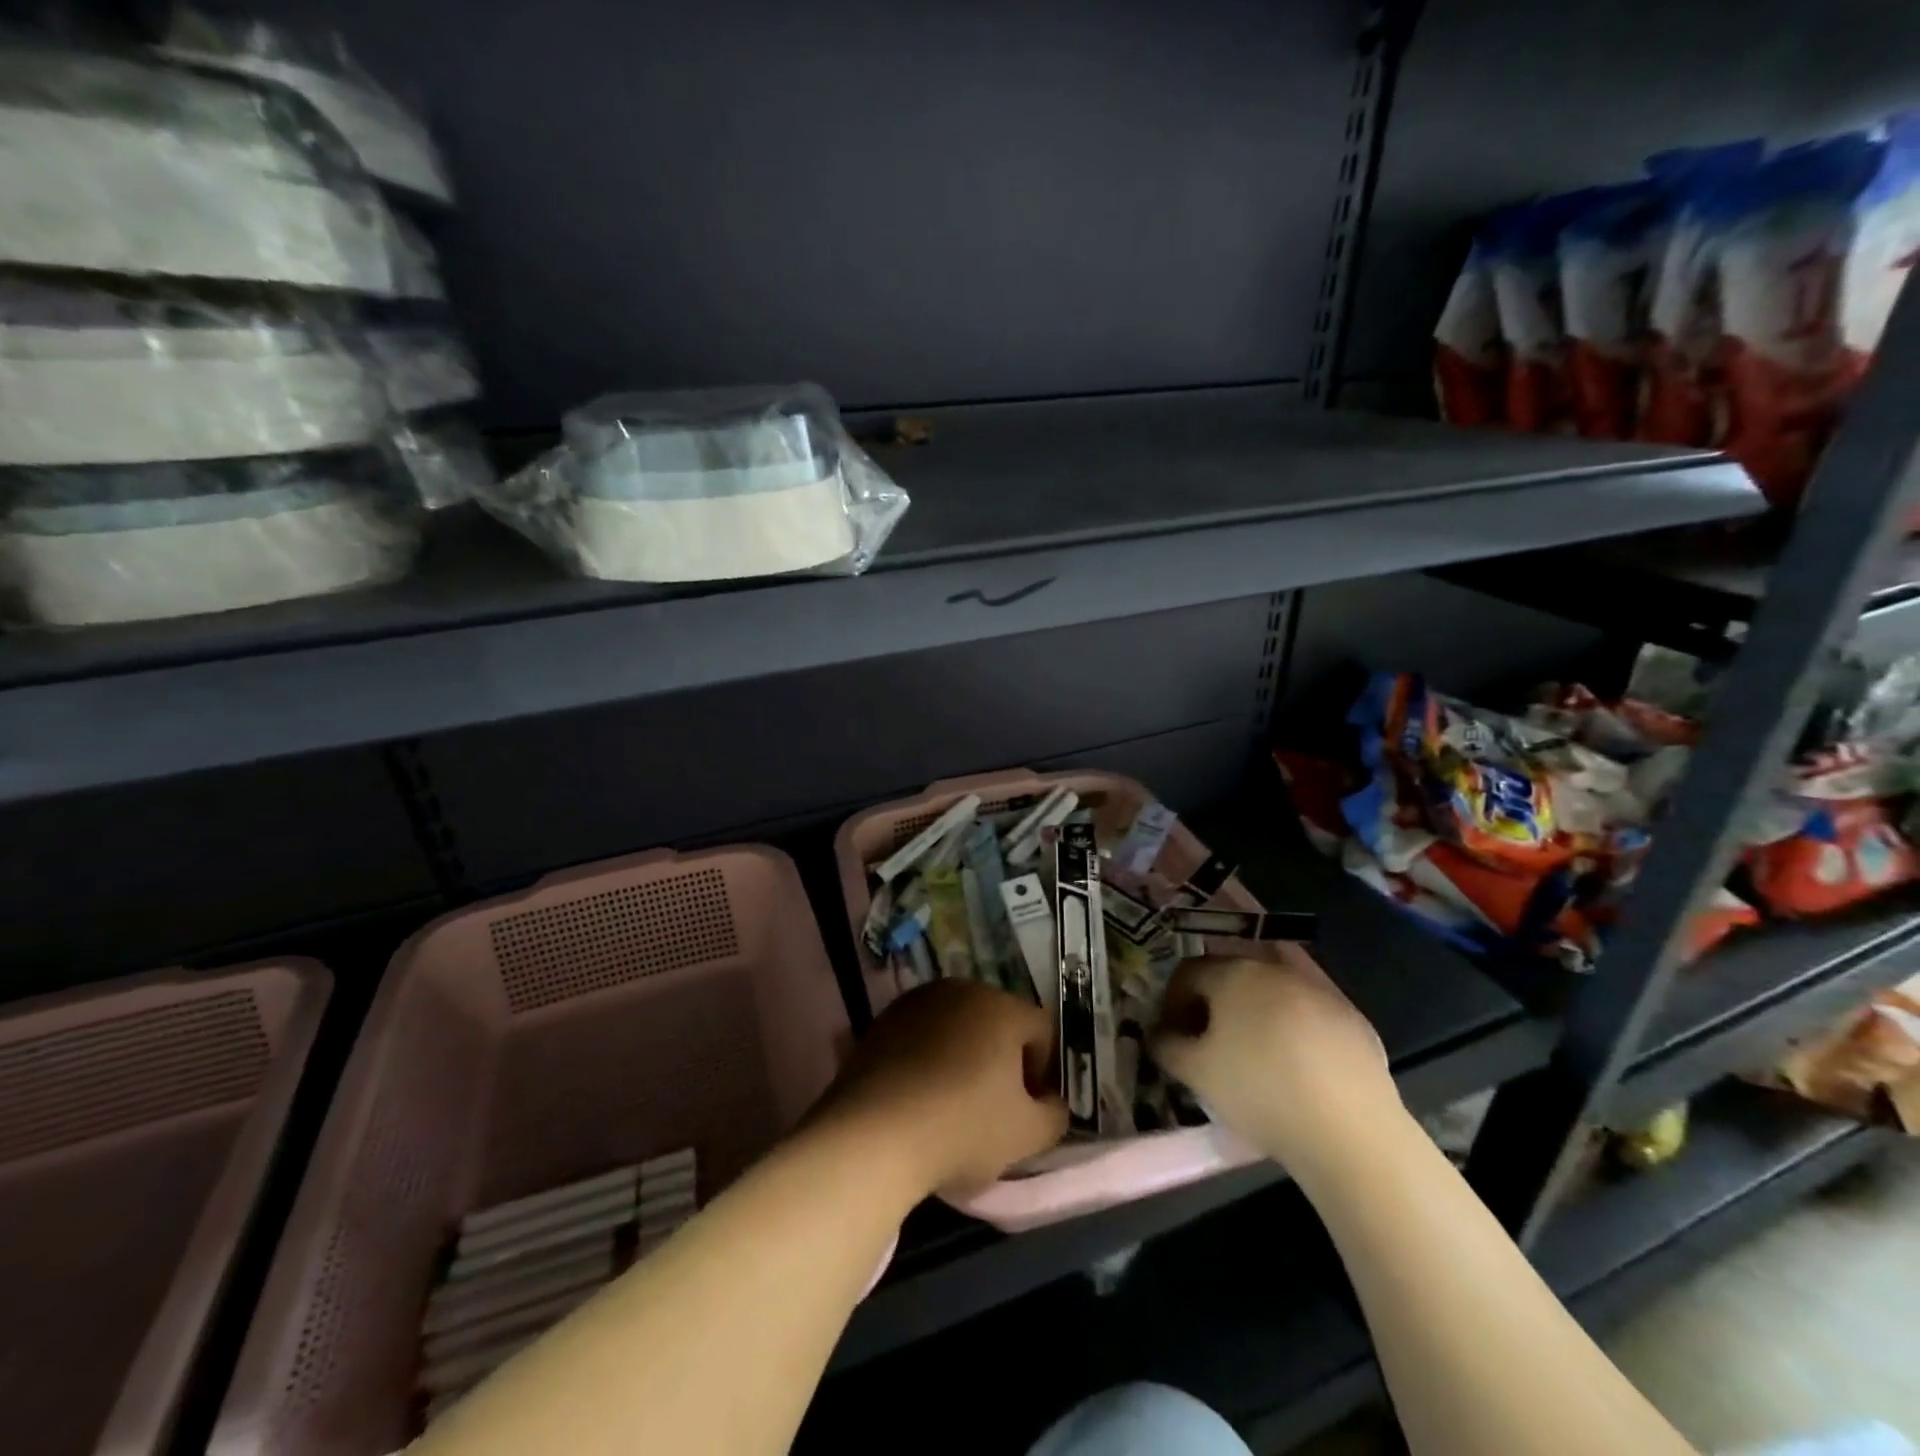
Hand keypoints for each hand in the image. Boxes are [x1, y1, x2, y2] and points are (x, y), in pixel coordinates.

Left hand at [814, 980, 1067, 1197]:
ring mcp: (917, 1002)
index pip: (1042, 1031)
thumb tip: (1051, 1103)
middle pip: (998, 1023)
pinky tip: (920, 1098)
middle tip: (996, 1108)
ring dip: (965, 1057)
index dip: (1044, 1072)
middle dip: (1004, 1060)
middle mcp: (961, 990)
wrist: (873, 1135)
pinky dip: (929, 1059)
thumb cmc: (963, 1129)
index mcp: (1002, 1006)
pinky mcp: (882, 1020)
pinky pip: (922, 1036)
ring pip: (958, 1027)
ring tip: (954, 1103)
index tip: (1030, 1110)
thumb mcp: (1028, 1135)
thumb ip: (1055, 1115)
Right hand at [1150, 950, 1399, 1173]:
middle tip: (1208, 1039)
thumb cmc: (1259, 1092)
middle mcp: (1273, 968)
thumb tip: (1160, 1034)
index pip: (1188, 972)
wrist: (1349, 1131)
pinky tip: (1295, 1056)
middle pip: (1230, 971)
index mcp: (1232, 972)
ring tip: (1252, 1044)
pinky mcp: (1353, 1016)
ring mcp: (1318, 989)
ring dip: (1255, 1005)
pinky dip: (1294, 1020)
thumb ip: (1166, 1045)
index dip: (1173, 1001)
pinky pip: (1310, 1007)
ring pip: (1273, 985)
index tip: (1172, 1035)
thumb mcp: (1195, 1073)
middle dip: (1213, 999)